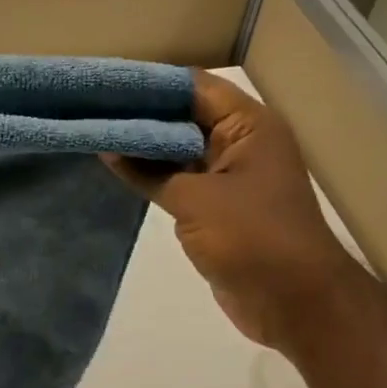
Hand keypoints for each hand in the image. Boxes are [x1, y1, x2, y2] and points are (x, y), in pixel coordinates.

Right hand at [104, 70, 348, 351]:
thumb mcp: (194, 200)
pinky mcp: (220, 209)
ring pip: (181, 152)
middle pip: (186, 117)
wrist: (294, 302)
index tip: (105, 87)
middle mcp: (242, 144)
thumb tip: (108, 149)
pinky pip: (183, 183)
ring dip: (145, 148)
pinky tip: (119, 172)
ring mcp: (231, 178)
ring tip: (96, 136)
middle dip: (142, 116)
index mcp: (249, 126)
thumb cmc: (251, 238)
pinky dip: (155, 178)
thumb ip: (149, 172)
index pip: (193, 87)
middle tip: (92, 111)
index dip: (150, 85)